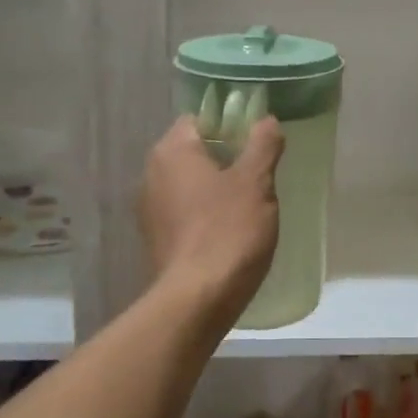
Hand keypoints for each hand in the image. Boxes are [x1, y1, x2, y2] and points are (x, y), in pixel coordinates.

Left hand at [141, 115, 283, 317]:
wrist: (198, 298)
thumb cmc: (228, 230)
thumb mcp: (256, 181)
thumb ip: (262, 144)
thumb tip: (267, 120)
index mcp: (171, 151)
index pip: (199, 118)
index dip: (229, 124)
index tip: (257, 141)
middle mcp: (152, 174)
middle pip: (194, 151)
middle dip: (226, 157)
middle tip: (260, 171)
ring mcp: (150, 209)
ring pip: (190, 183)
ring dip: (216, 187)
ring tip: (250, 202)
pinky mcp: (157, 239)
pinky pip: (185, 212)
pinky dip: (206, 213)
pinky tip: (231, 229)